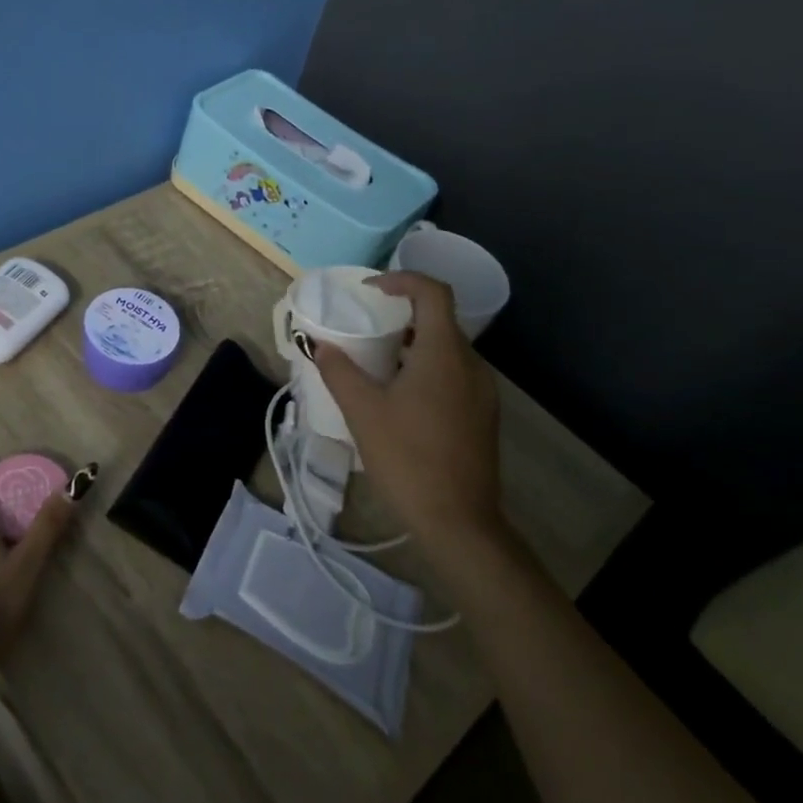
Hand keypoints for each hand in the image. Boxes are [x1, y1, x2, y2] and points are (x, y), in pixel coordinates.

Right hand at [314, 272, 504, 568]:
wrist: (458, 522)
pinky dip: (427, 367)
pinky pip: (454, 374)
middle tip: (367, 327)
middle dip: (402, 314)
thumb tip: (320, 345)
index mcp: (444, 353)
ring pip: (448, 349)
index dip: (402, 280)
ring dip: (414, 343)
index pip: (433, 292)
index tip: (370, 291)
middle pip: (440, 320)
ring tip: (378, 361)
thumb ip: (339, 371)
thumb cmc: (407, 458)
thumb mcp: (362, 412)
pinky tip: (401, 396)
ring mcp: (482, 392)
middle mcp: (471, 365)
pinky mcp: (483, 415)